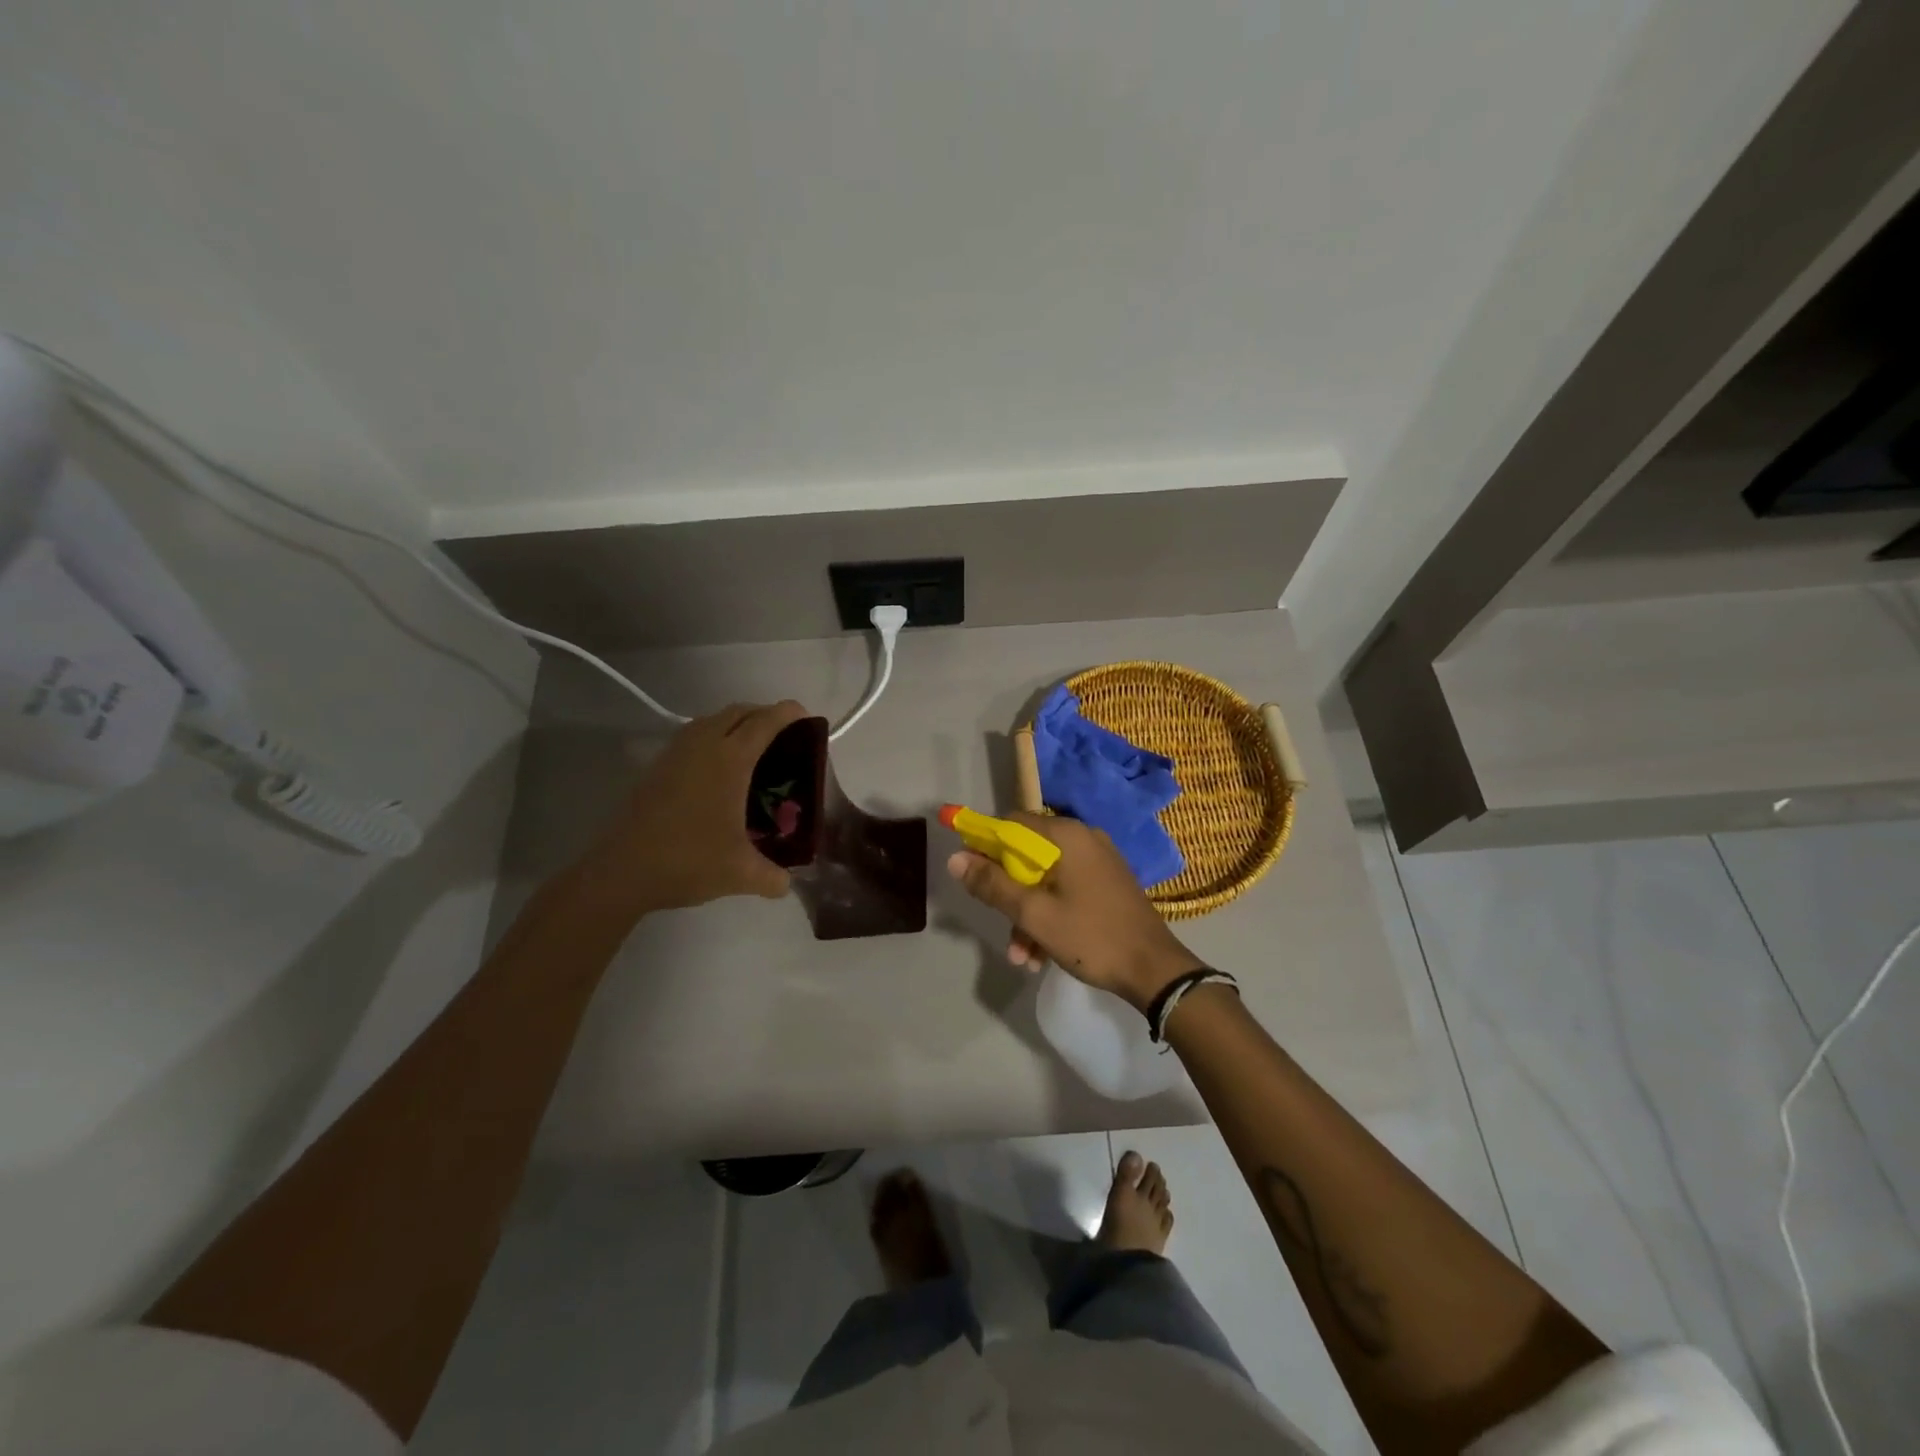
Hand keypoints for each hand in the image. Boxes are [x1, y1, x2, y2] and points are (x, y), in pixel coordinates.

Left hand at [572, 701, 807, 921]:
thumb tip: (787, 882)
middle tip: (784, 734)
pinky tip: (717, 768)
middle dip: (763, 714)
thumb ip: (774, 877)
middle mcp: (703, 746)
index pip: (765, 722)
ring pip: (711, 720)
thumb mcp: (741, 874)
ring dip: (735, 723)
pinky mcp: (656, 766)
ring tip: (752, 748)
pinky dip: (712, 737)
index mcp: (730, 760)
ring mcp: (675, 753)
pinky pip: (693, 736)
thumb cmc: (688, 861)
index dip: (788, 713)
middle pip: (738, 712)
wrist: (622, 871)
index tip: (805, 715)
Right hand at [947, 811, 1202, 1011]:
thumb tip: (955, 859)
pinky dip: (1050, 917)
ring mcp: (1098, 863)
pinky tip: (1040, 955)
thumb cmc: (1091, 936)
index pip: (1012, 824)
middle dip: (1008, 894)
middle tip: (1000, 925)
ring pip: (1046, 880)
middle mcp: (1084, 839)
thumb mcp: (1034, 914)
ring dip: (1027, 916)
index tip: (972, 874)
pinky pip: (1066, 891)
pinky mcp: (1107, 885)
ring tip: (1021, 957)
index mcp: (1067, 836)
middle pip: (1028, 855)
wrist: (1154, 970)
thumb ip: (992, 884)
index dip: (986, 845)